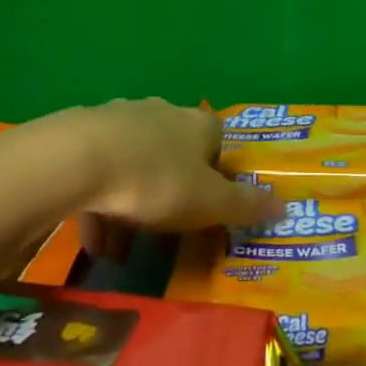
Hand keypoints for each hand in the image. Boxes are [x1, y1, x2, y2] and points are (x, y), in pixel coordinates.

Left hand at [71, 100, 280, 258]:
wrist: (79, 160)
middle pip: (173, 152)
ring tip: (121, 251)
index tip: (210, 201)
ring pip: (133, 165)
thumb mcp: (210, 203)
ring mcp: (118, 119)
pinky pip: (98, 172)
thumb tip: (286, 206)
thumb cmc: (157, 181)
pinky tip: (94, 241)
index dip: (217, 170)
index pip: (217, 139)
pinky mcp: (81, 133)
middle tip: (167, 229)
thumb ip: (246, 206)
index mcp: (197, 125)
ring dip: (131, 205)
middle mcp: (161, 113)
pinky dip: (99, 205)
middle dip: (171, 191)